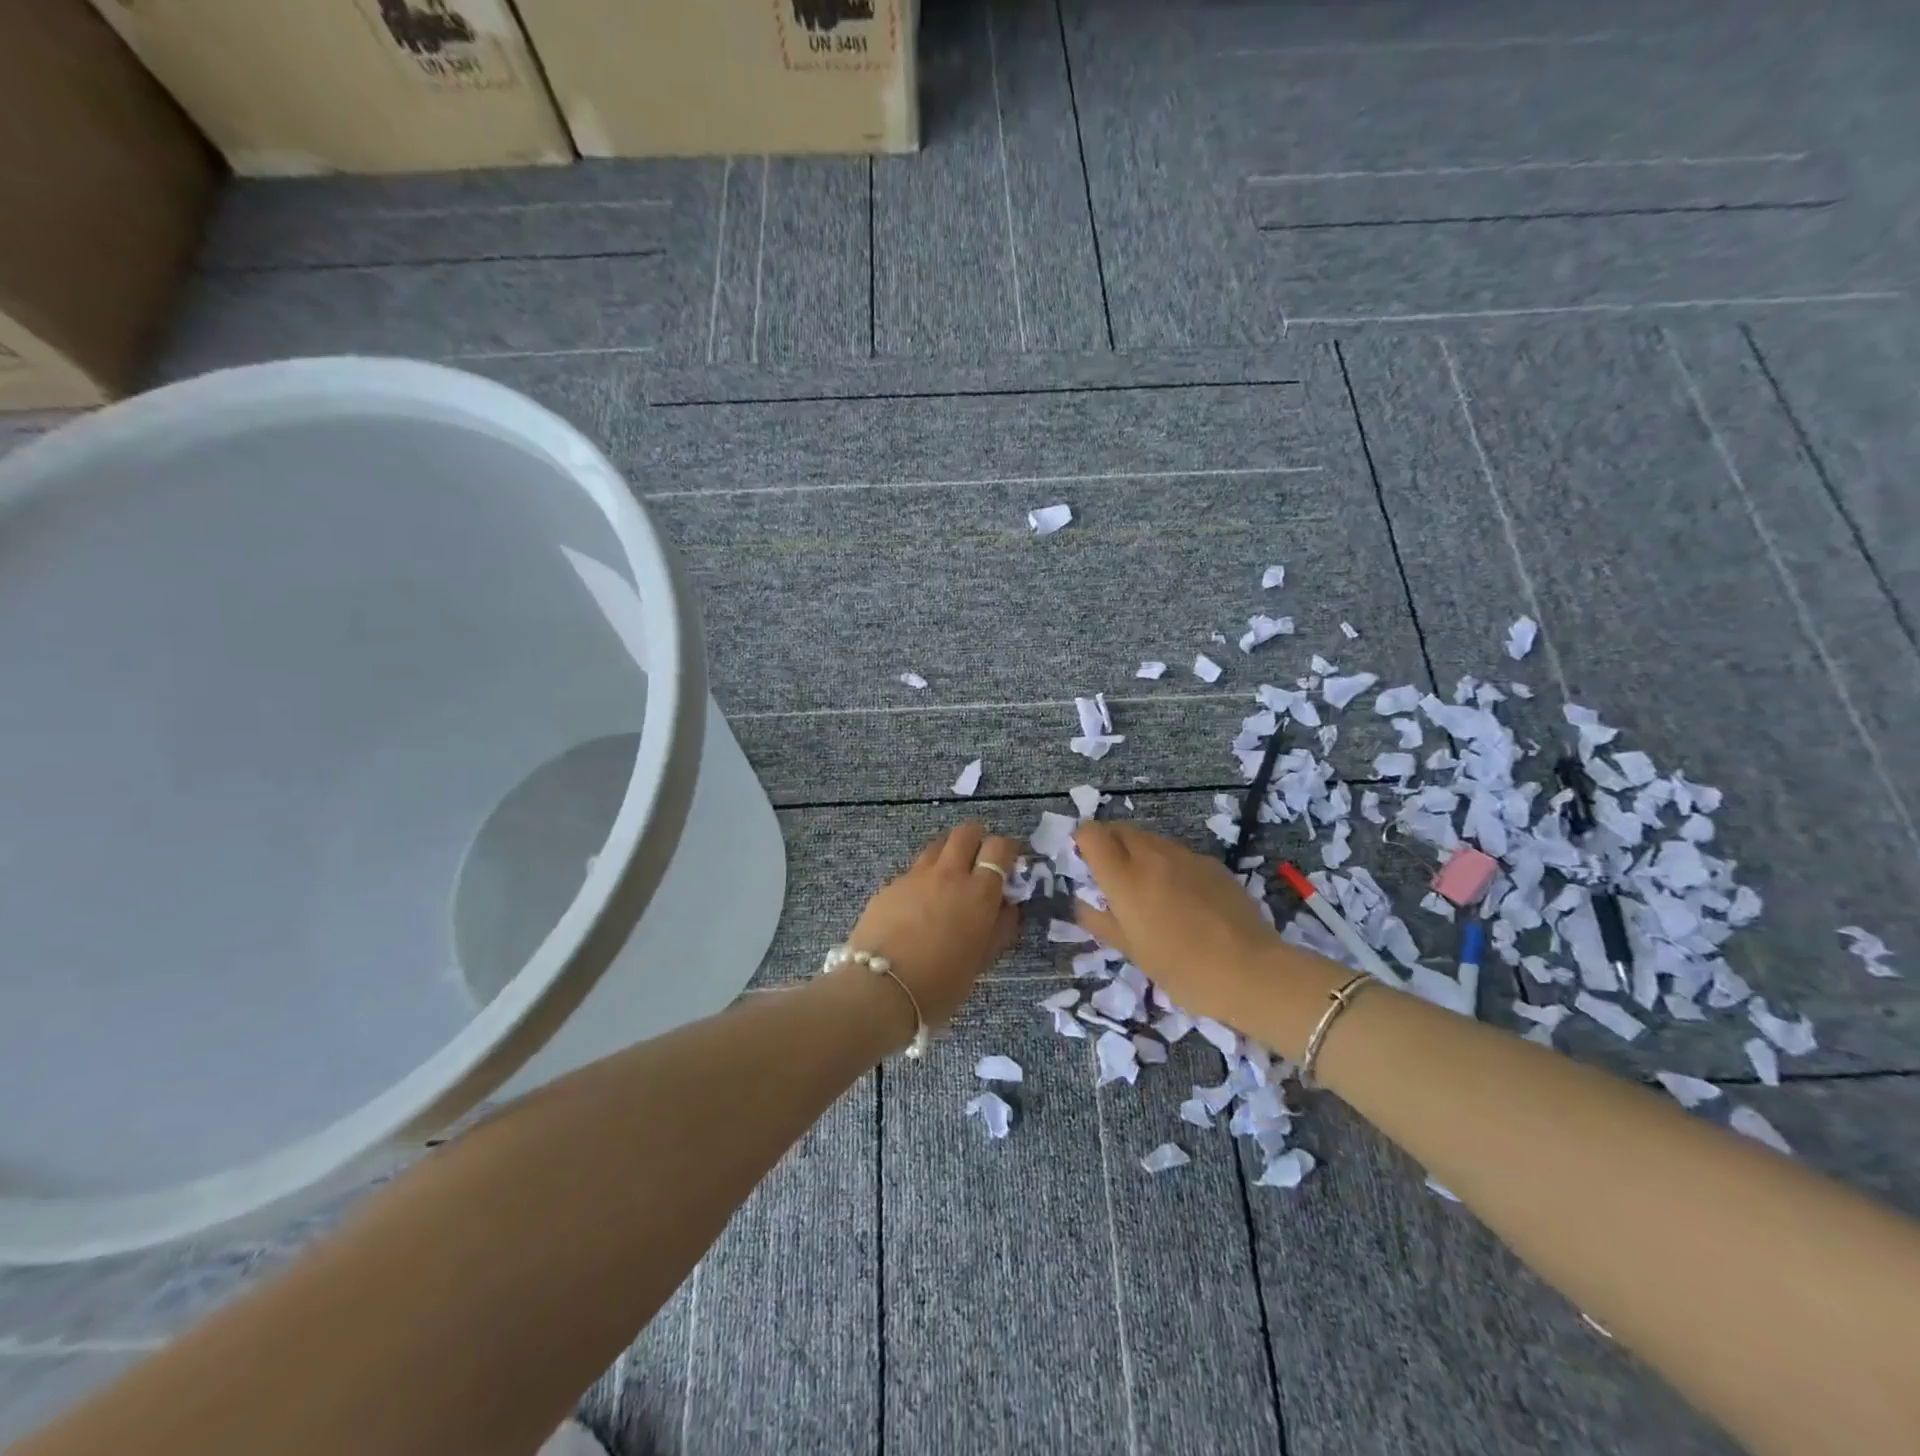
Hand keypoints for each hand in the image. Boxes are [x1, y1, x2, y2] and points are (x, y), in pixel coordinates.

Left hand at [846, 821, 1020, 1029]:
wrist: (880, 989)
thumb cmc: (940, 984)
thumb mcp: (981, 961)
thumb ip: (999, 928)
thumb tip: (1008, 906)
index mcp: (978, 893)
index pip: (999, 847)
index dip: (1007, 849)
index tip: (1009, 862)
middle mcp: (948, 874)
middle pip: (966, 832)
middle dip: (977, 838)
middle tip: (979, 859)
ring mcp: (915, 877)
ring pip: (936, 846)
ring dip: (948, 854)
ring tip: (948, 879)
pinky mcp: (889, 886)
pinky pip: (912, 871)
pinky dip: (921, 879)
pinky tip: (917, 904)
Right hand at [1073, 822, 1285, 1023]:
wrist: (1250, 971)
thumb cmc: (1181, 969)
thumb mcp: (1132, 952)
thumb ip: (1101, 921)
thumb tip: (1083, 904)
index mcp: (1124, 878)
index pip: (1092, 834)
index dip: (1083, 841)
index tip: (1086, 862)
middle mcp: (1152, 856)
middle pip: (1121, 830)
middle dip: (1110, 844)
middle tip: (1114, 877)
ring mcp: (1185, 856)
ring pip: (1151, 840)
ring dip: (1140, 854)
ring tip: (1150, 890)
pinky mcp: (1212, 863)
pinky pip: (1180, 855)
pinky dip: (1171, 866)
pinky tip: (1185, 899)